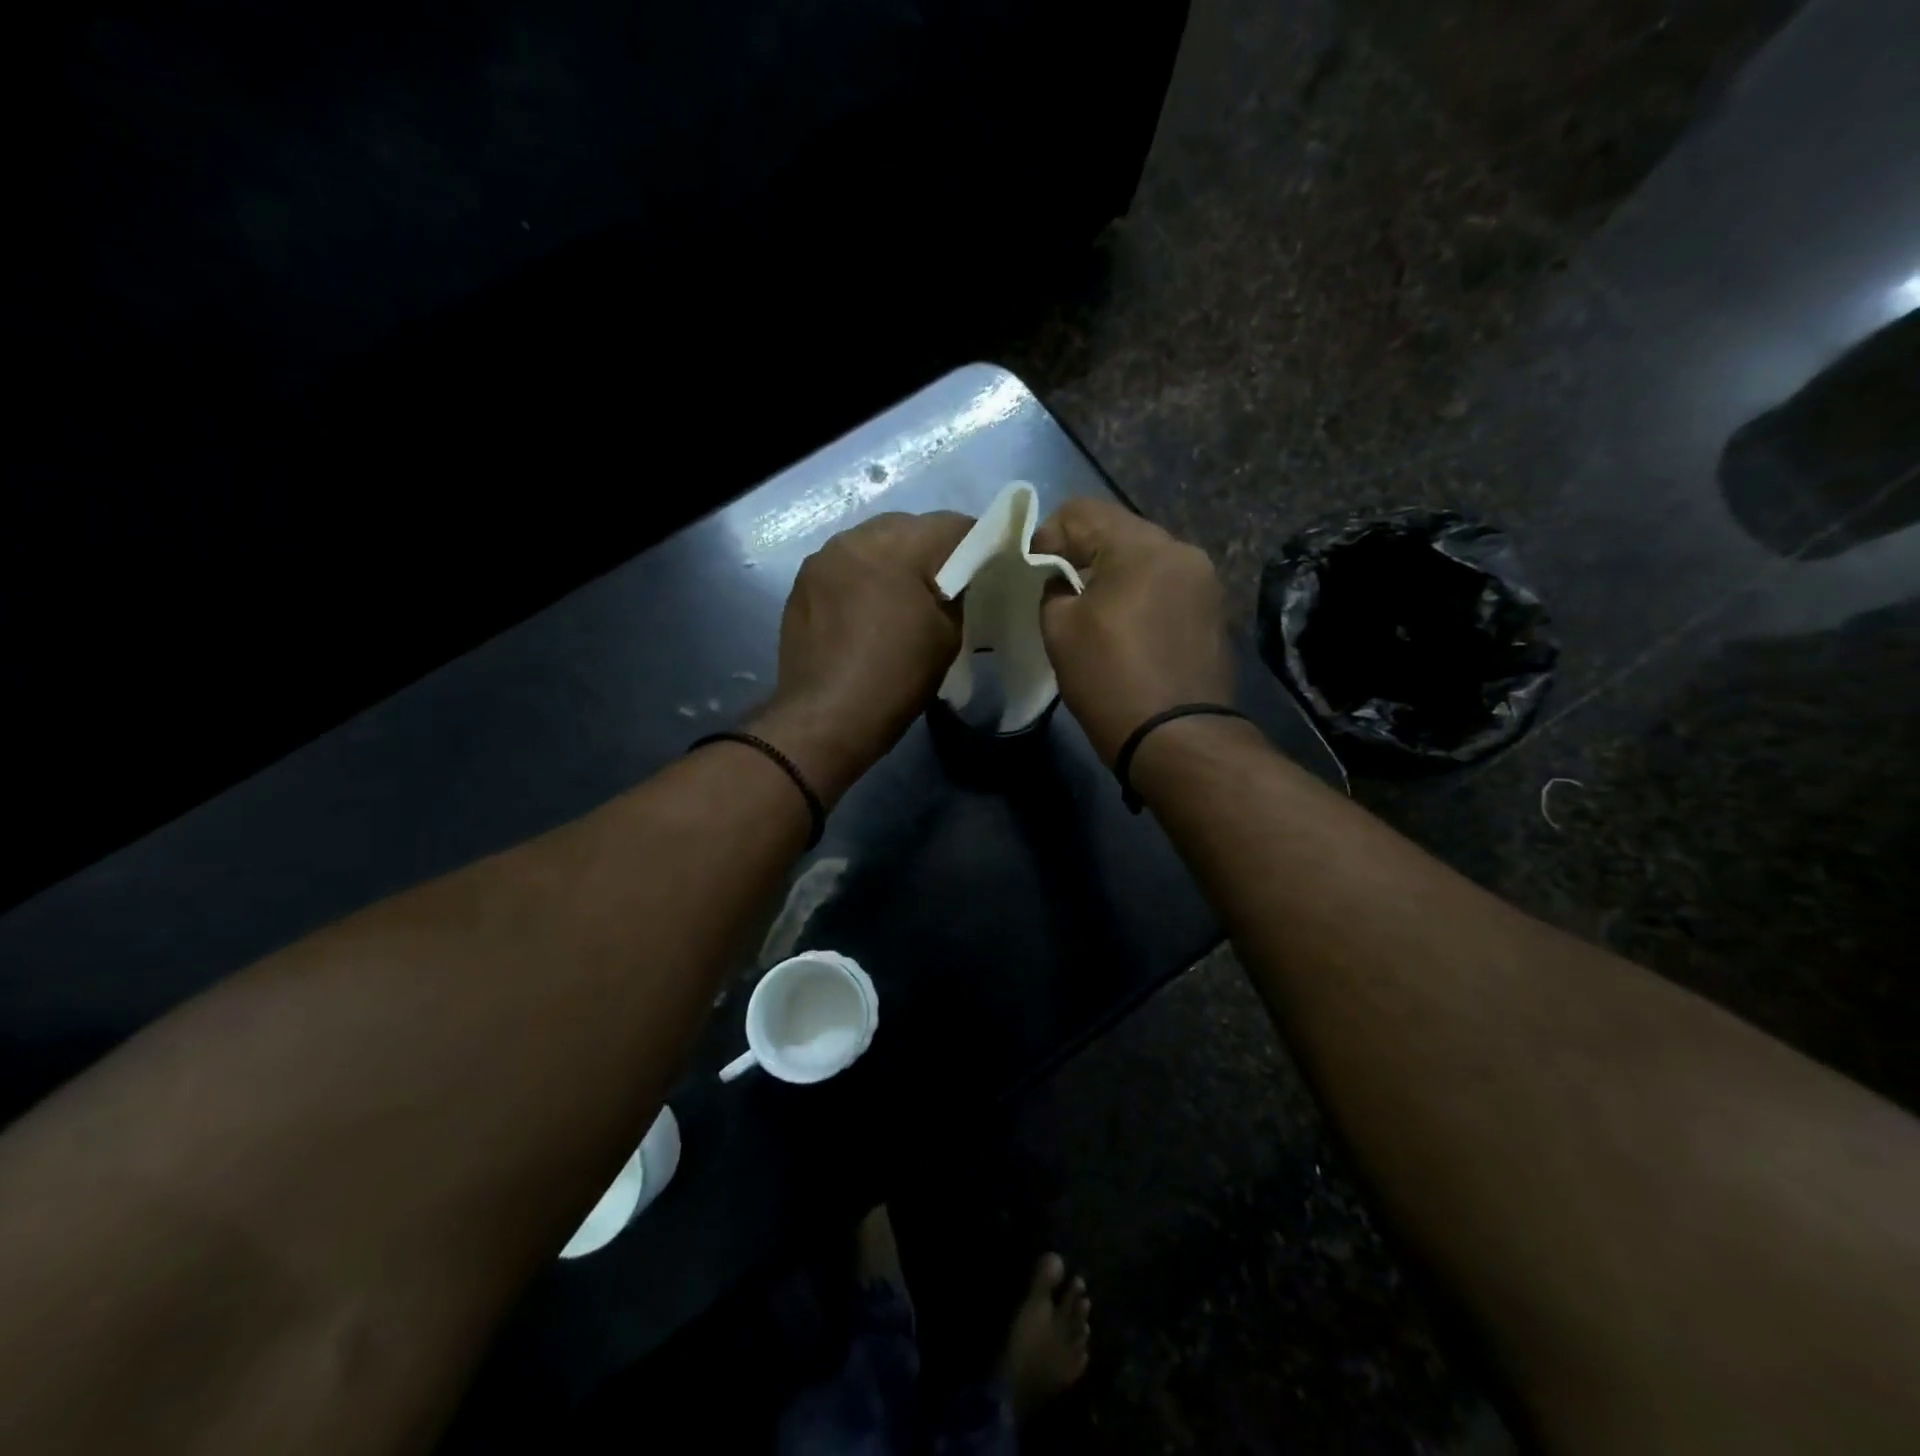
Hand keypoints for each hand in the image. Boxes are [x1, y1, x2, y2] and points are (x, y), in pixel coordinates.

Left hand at [753, 511, 972, 803]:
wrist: (826, 719)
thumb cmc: (895, 678)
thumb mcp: (947, 636)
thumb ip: (958, 594)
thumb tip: (958, 579)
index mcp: (896, 547)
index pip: (950, 524)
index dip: (975, 542)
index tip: (985, 568)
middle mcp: (854, 539)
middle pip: (907, 527)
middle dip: (930, 549)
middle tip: (945, 586)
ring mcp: (822, 560)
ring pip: (872, 543)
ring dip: (893, 561)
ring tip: (903, 597)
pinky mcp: (802, 584)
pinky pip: (845, 566)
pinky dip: (863, 578)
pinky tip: (868, 611)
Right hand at [1032, 499, 1232, 764]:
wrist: (1177, 738)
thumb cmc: (1110, 679)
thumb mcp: (1060, 630)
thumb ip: (1053, 588)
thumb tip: (1062, 579)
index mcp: (1142, 546)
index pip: (1082, 511)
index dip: (1047, 536)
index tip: (1034, 572)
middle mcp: (1180, 550)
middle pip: (1118, 531)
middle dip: (1082, 554)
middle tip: (1057, 590)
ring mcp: (1203, 580)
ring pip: (1143, 558)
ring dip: (1112, 574)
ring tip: (1092, 610)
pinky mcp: (1212, 609)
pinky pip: (1164, 584)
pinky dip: (1139, 594)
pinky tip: (1125, 626)